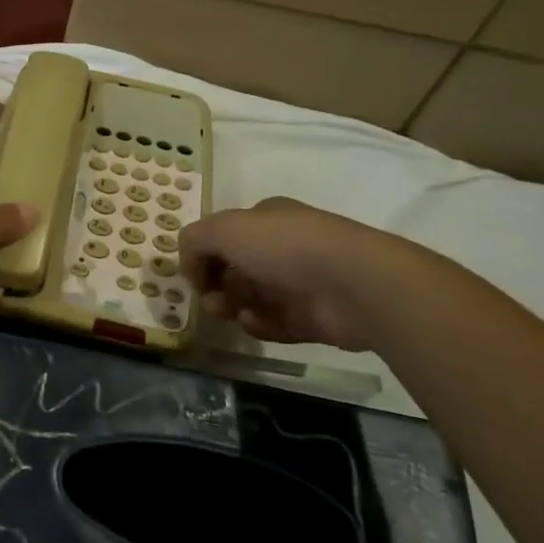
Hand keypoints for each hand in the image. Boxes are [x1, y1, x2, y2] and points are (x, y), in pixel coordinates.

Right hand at [179, 197, 402, 350]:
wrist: (353, 283)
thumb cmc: (283, 246)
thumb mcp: (224, 229)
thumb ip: (194, 241)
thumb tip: (190, 265)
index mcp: (266, 218)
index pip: (225, 233)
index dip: (204, 252)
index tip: (192, 273)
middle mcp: (284, 247)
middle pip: (237, 267)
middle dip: (215, 282)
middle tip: (207, 297)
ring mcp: (301, 283)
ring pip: (253, 296)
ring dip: (232, 304)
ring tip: (226, 312)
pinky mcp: (314, 318)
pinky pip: (276, 323)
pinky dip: (260, 324)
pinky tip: (253, 322)